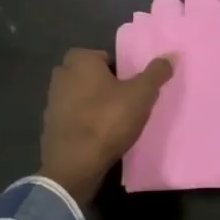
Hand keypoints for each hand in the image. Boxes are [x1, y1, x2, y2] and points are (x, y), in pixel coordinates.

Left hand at [40, 49, 174, 206]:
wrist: (75, 164)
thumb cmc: (108, 120)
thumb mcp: (141, 95)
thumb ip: (156, 73)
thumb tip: (171, 55)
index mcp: (80, 61)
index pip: (102, 56)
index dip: (117, 69)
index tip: (130, 86)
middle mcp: (61, 76)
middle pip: (88, 76)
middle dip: (102, 85)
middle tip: (123, 101)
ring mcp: (51, 103)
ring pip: (78, 96)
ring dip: (91, 104)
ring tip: (113, 121)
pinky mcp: (49, 127)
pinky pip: (71, 118)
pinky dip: (82, 123)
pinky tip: (97, 137)